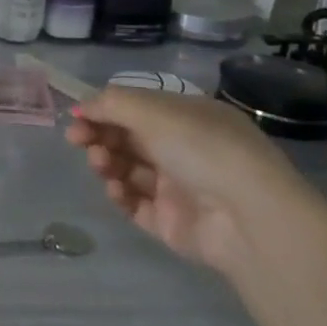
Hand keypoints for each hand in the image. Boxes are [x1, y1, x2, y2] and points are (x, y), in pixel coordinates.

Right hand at [64, 86, 315, 271]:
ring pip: (126, 169)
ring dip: (106, 162)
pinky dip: (119, 193)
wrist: (249, 218)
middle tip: (78, 141)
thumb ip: (110, 104)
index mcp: (188, 118)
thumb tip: (81, 109)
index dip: (104, 111)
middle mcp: (184, 149)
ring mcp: (177, 187)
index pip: (136, 109)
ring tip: (102, 166)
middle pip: (127, 138)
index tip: (77, 117)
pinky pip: (133, 203)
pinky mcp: (170, 221)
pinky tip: (116, 189)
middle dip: (99, 136)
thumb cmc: (203, 149)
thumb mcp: (154, 111)